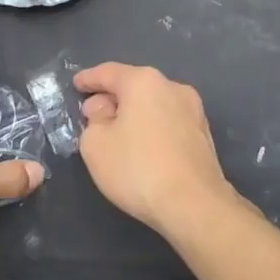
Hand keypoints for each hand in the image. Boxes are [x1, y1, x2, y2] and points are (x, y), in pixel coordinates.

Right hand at [75, 63, 240, 239]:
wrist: (195, 206)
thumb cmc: (137, 169)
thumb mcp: (95, 145)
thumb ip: (93, 119)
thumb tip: (104, 109)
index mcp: (144, 82)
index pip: (108, 73)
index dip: (88, 79)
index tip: (76, 85)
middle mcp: (173, 87)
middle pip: (134, 86)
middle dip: (111, 97)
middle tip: (92, 115)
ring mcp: (193, 111)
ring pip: (153, 104)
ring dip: (133, 114)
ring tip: (116, 134)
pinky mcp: (204, 135)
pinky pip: (168, 122)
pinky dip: (151, 127)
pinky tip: (142, 147)